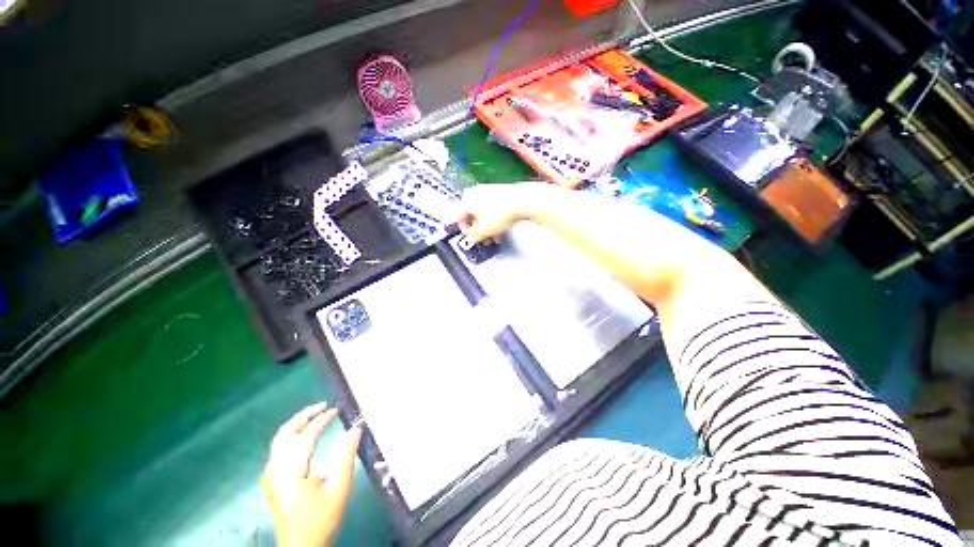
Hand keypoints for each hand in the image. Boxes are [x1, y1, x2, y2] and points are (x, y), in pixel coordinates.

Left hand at [262, 402, 362, 546]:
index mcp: (291, 471)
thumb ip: (347, 456)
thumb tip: (356, 428)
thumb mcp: (339, 488)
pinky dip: (290, 436)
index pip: (306, 436)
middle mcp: (276, 470)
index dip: (322, 420)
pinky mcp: (271, 482)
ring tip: (313, 415)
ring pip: (278, 441)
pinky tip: (301, 437)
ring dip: (296, 425)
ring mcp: (270, 476)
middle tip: (323, 406)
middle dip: (303, 416)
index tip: (338, 410)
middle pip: (285, 433)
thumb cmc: (321, 519)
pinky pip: (277, 450)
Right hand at [455, 182, 548, 242]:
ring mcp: (488, 189)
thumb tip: (471, 237)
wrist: (523, 200)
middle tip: (485, 238)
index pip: (458, 217)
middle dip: (478, 229)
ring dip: (487, 224)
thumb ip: (473, 236)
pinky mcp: (500, 191)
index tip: (473, 238)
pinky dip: (494, 217)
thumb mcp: (483, 231)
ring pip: (482, 211)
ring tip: (495, 234)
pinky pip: (492, 207)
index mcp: (466, 199)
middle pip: (471, 214)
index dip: (465, 231)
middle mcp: (475, 191)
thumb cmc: (501, 213)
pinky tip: (502, 225)